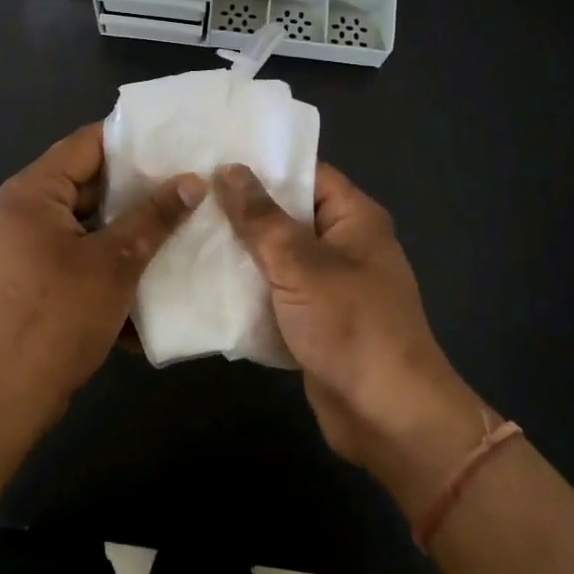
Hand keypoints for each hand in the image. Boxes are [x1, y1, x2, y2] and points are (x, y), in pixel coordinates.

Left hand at [0, 124, 202, 423]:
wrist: (3, 399)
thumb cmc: (57, 318)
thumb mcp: (115, 263)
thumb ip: (154, 217)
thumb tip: (193, 182)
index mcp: (31, 192)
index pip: (85, 144)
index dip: (130, 140)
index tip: (172, 142)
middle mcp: (18, 210)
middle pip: (83, 182)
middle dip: (132, 187)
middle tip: (182, 183)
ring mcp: (18, 245)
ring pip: (80, 219)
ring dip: (121, 224)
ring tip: (172, 220)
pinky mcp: (25, 276)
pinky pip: (70, 249)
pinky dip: (102, 253)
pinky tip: (141, 266)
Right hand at [214, 163, 493, 515]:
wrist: (388, 418)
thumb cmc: (351, 326)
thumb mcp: (300, 265)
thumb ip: (261, 218)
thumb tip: (229, 168)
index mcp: (354, 218)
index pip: (305, 173)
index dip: (262, 164)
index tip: (213, 154)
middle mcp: (344, 243)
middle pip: (287, 212)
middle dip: (242, 207)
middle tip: (190, 191)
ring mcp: (330, 284)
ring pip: (278, 254)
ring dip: (240, 249)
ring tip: (185, 228)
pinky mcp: (315, 319)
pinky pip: (276, 290)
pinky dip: (248, 286)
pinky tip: (204, 277)